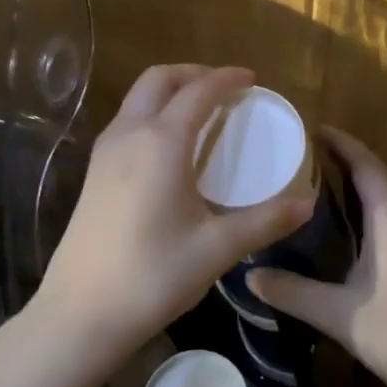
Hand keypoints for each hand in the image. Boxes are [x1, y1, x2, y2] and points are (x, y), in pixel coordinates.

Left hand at [27, 65, 314, 362]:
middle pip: (159, 79)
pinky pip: (127, 121)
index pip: (198, 92)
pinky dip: (153, 113)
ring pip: (138, 98)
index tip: (253, 79)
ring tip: (202, 112)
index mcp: (161, 143)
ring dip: (170, 92)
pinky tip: (171, 146)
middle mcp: (129, 134)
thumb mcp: (217, 249)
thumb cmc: (152, 275)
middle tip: (226, 90)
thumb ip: (264, 221)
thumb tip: (306, 205)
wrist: (80, 312)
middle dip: (194, 74)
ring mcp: (105, 151)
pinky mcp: (94, 172)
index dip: (227, 79)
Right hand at [246, 128, 386, 386]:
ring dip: (363, 177)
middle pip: (381, 172)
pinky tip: (353, 219)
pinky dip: (374, 199)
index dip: (341, 143)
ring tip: (325, 177)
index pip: (366, 165)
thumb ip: (292, 292)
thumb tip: (249, 275)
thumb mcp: (338, 314)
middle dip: (349, 156)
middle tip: (309, 152)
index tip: (312, 129)